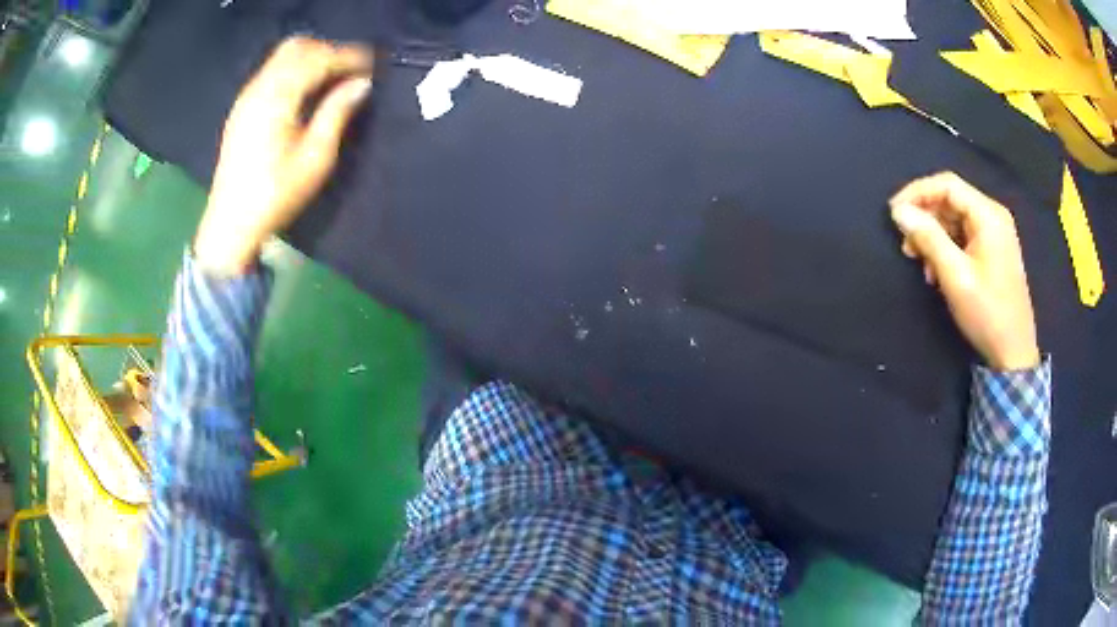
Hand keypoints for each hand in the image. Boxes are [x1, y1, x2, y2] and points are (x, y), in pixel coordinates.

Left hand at [194, 37, 374, 274]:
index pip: (318, 59)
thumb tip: (362, 83)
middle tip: (352, 69)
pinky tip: (306, 89)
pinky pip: (271, 71)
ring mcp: (246, 97)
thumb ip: (337, 112)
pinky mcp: (242, 108)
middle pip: (297, 47)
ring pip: (282, 57)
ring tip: (333, 78)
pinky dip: (294, 69)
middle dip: (328, 50)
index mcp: (277, 99)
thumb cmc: (275, 195)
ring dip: (311, 58)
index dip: (348, 56)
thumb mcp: (314, 158)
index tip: (373, 63)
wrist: (230, 224)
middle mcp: (259, 88)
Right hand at [889, 172, 1039, 370]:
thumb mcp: (956, 276)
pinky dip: (946, 248)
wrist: (1014, 354)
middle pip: (951, 200)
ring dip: (933, 235)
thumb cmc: (987, 313)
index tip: (894, 214)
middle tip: (906, 244)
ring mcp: (995, 234)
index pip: (947, 185)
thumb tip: (899, 211)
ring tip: (919, 262)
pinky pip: (963, 237)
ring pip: (955, 219)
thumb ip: (928, 238)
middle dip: (925, 217)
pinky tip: (936, 271)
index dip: (917, 193)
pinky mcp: (993, 252)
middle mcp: (993, 216)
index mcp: (988, 215)